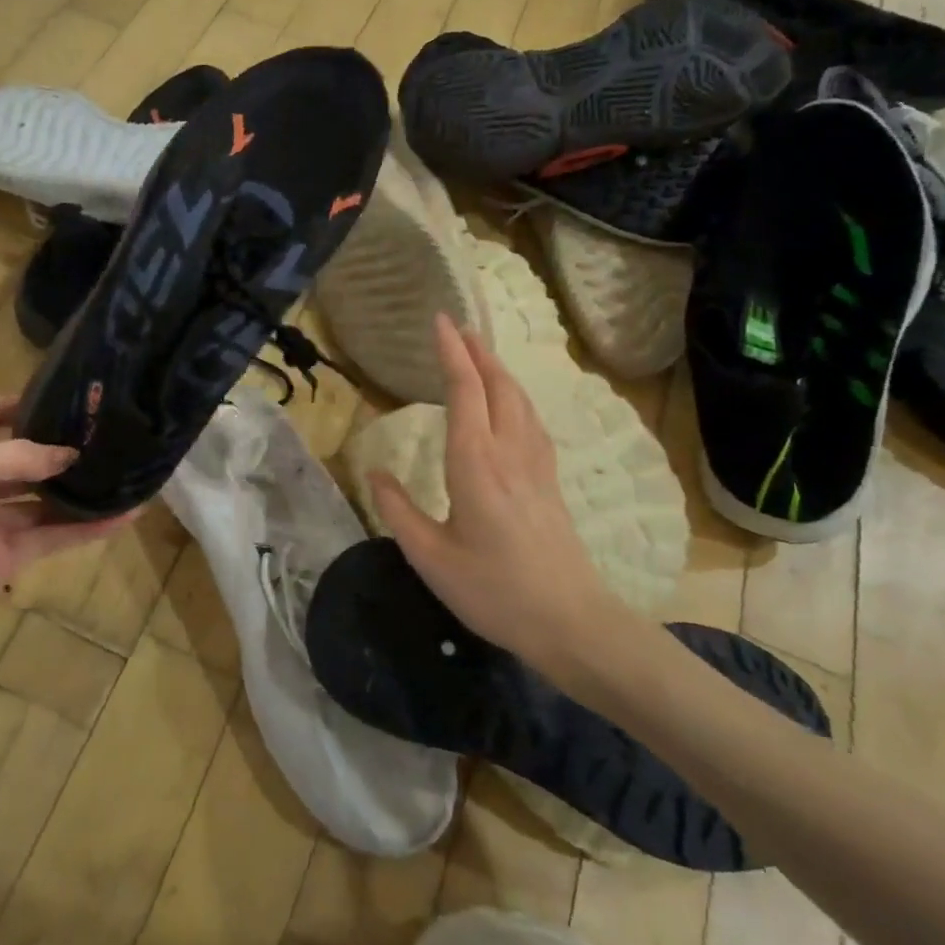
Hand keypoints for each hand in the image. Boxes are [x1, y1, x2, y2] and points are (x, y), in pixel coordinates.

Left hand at [0, 396, 132, 681]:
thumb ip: (15, 457)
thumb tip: (69, 454)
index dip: (28, 402)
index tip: (75, 397)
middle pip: (25, 454)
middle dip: (63, 445)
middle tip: (113, 433)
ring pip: (45, 497)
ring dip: (80, 487)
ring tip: (128, 470)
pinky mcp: (6, 557)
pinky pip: (53, 536)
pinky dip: (86, 528)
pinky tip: (123, 517)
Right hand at [366, 315, 639, 695]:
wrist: (571, 623)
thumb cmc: (494, 591)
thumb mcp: (431, 557)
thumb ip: (398, 510)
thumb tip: (373, 472)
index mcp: (476, 463)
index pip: (465, 392)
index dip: (452, 353)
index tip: (440, 321)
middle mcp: (510, 453)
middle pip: (498, 387)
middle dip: (478, 352)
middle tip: (459, 327)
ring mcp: (536, 466)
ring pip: (520, 402)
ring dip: (500, 371)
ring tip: (482, 355)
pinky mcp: (550, 483)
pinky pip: (532, 422)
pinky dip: (517, 398)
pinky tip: (512, 407)